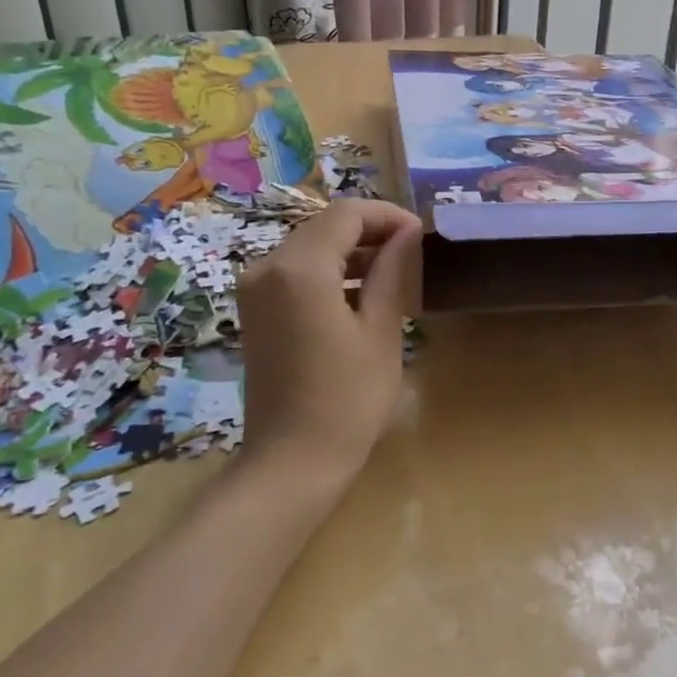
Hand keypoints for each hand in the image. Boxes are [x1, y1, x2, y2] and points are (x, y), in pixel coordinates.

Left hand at [236, 199, 423, 480]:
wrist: (292, 462)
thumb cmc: (348, 399)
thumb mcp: (380, 331)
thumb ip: (392, 272)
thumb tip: (407, 233)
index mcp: (299, 268)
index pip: (347, 214)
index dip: (388, 216)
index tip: (421, 235)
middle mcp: (267, 267)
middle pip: (325, 226)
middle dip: (370, 231)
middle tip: (412, 252)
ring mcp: (255, 289)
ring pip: (310, 247)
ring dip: (351, 251)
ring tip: (394, 273)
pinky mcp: (255, 310)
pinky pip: (295, 272)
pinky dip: (329, 271)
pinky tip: (360, 295)